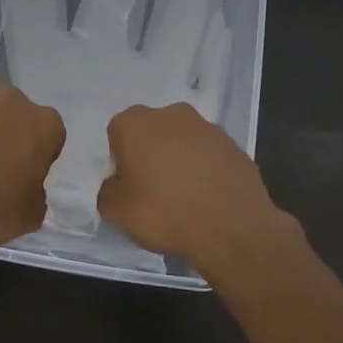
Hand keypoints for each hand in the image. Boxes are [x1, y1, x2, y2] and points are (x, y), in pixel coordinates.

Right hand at [97, 102, 282, 266]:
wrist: (231, 227)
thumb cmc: (165, 212)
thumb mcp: (117, 212)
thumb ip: (108, 191)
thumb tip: (117, 185)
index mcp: (136, 123)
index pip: (117, 133)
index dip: (120, 160)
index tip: (129, 185)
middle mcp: (171, 114)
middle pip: (151, 132)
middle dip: (150, 153)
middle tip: (154, 189)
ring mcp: (207, 127)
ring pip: (182, 141)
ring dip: (179, 159)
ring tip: (184, 196)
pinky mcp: (234, 145)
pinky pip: (209, 155)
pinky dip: (205, 169)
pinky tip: (207, 197)